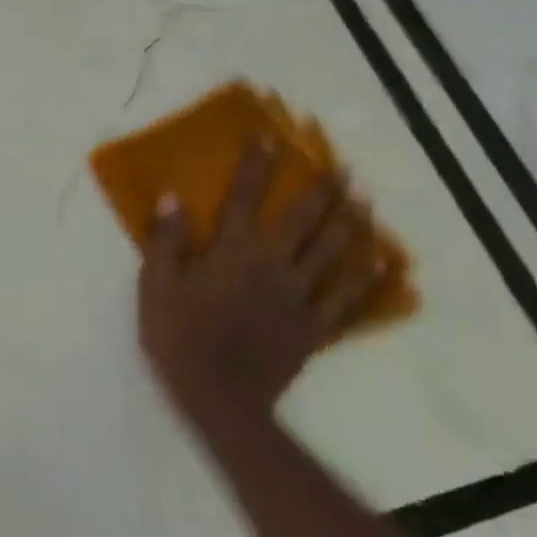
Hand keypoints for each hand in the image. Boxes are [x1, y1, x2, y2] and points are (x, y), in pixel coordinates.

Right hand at [139, 137, 383, 434]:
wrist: (218, 397)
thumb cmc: (178, 337)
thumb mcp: (156, 286)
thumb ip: (166, 240)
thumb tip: (173, 197)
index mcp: (234, 251)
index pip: (246, 197)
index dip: (257, 166)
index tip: (268, 139)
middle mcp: (273, 264)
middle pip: (305, 219)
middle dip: (323, 189)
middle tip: (342, 167)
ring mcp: (299, 296)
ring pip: (332, 252)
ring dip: (351, 222)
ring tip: (366, 200)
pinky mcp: (314, 326)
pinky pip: (347, 298)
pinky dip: (365, 278)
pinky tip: (381, 261)